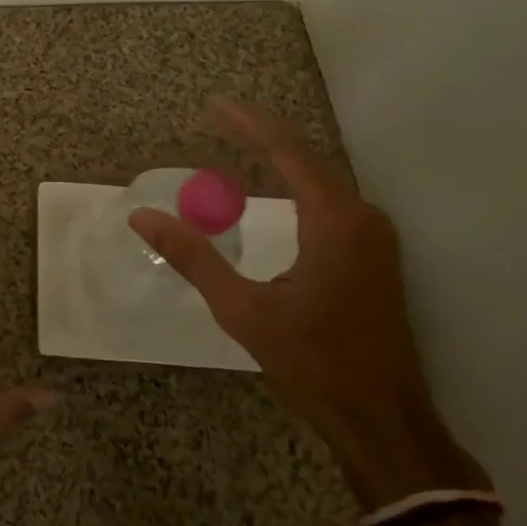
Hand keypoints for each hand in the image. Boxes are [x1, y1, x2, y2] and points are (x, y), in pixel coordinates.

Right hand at [129, 101, 482, 507]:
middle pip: (306, 157)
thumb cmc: (314, 363)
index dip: (248, 123)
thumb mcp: (244, 310)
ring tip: (238, 142)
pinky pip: (331, 200)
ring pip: (321, 178)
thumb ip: (194, 258)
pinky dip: (297, 182)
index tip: (213, 105)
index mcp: (334, 221)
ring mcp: (374, 236)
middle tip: (217, 118)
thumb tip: (143, 217)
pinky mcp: (375, 255)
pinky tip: (274, 188)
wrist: (383, 420)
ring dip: (280, 157)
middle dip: (260, 134)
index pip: (287, 151)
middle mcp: (362, 217)